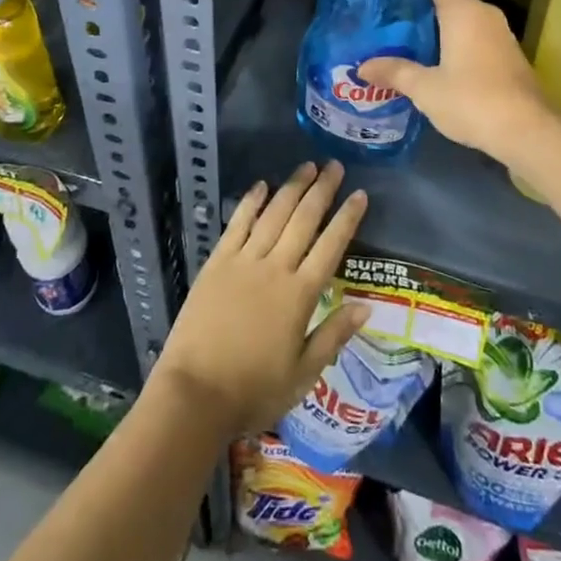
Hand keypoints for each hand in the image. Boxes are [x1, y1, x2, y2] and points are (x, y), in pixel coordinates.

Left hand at [151, 162, 368, 436]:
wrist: (195, 394)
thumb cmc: (253, 391)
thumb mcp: (303, 374)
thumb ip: (334, 335)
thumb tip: (366, 306)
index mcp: (300, 295)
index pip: (331, 246)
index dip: (347, 218)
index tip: (360, 194)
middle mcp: (275, 268)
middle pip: (304, 220)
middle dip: (322, 190)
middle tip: (335, 166)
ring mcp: (244, 261)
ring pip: (274, 214)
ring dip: (292, 187)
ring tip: (307, 166)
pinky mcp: (218, 262)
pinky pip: (238, 223)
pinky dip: (251, 202)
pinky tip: (261, 185)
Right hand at [359, 0, 559, 168]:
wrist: (529, 132)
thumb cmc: (473, 100)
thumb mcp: (426, 89)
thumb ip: (395, 72)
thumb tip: (363, 67)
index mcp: (463, 10)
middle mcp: (484, 13)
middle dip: (420, 6)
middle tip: (387, 17)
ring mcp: (500, 35)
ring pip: (462, 20)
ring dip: (438, 28)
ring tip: (405, 40)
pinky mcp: (508, 56)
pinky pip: (475, 38)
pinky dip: (455, 44)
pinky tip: (435, 63)